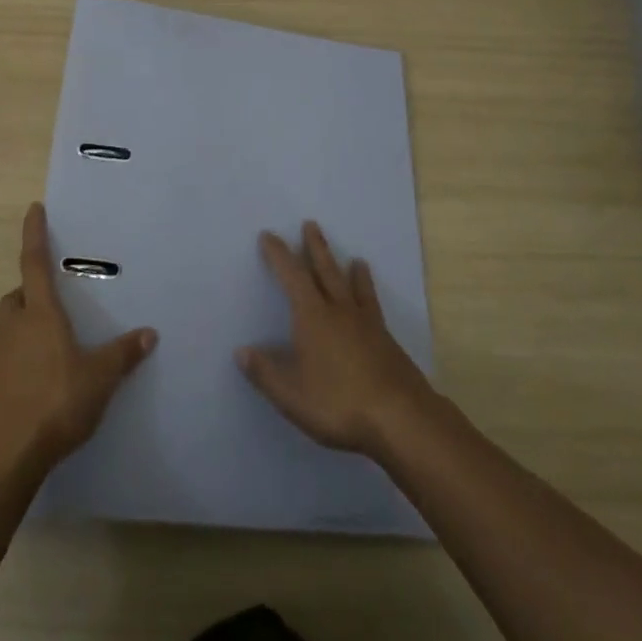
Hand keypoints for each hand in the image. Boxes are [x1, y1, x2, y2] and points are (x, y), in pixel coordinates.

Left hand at [0, 203, 157, 478]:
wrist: (0, 460)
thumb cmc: (53, 404)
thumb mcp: (99, 379)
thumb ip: (123, 355)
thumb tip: (149, 332)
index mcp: (40, 316)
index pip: (35, 264)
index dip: (34, 235)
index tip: (33, 209)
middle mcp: (14, 330)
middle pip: (15, 299)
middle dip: (28, 294)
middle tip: (50, 302)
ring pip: (8, 332)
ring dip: (23, 331)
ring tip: (52, 350)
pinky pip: (4, 366)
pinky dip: (19, 366)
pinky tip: (39, 388)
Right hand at [238, 221, 435, 461]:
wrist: (400, 416)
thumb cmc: (338, 402)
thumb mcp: (291, 394)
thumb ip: (265, 372)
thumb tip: (241, 351)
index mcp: (313, 316)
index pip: (292, 276)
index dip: (279, 255)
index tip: (269, 235)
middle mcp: (340, 310)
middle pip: (326, 271)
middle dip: (315, 247)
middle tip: (311, 224)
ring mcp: (367, 324)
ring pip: (354, 287)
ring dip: (350, 270)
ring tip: (355, 259)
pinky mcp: (386, 341)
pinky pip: (373, 307)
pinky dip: (370, 296)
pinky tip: (373, 305)